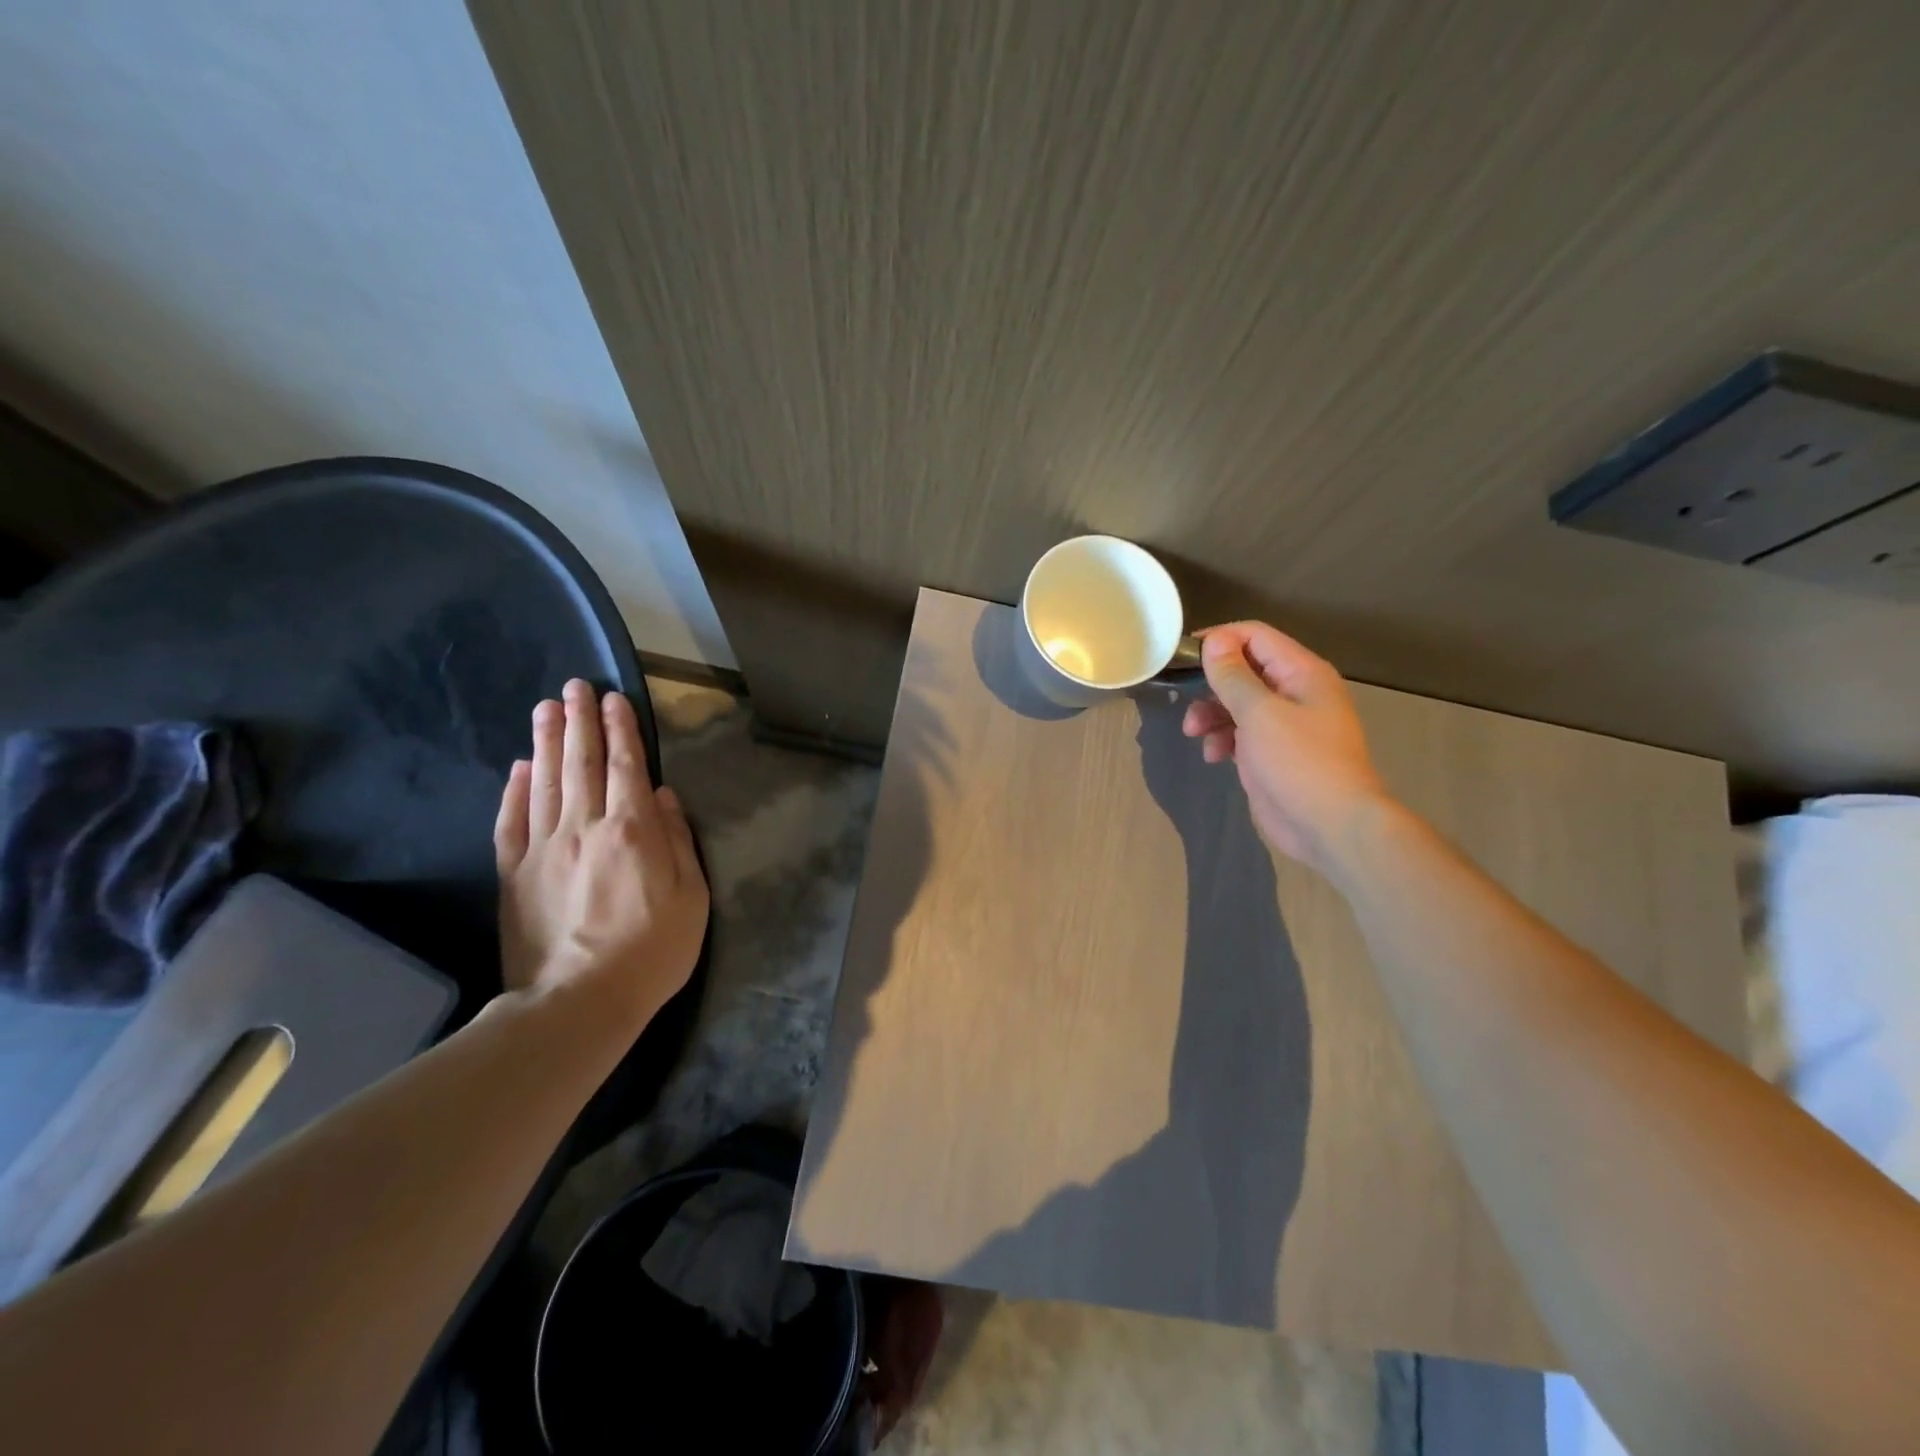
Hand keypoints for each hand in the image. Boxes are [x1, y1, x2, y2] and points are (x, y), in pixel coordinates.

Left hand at [493, 679, 709, 1028]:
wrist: (579, 1002)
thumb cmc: (652, 951)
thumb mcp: (691, 898)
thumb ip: (678, 841)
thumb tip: (663, 796)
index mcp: (632, 831)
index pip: (625, 767)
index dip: (620, 730)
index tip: (614, 699)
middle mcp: (584, 828)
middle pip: (580, 764)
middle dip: (579, 721)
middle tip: (573, 686)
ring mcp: (543, 850)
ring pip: (543, 782)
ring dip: (545, 741)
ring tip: (545, 708)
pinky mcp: (513, 875)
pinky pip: (510, 822)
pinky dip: (514, 790)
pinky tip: (518, 767)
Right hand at [1181, 623, 1389, 868]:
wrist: (1330, 826)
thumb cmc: (1298, 762)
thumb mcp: (1259, 713)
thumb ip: (1233, 676)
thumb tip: (1215, 641)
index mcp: (1301, 672)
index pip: (1255, 636)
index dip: (1219, 640)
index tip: (1183, 655)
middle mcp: (1295, 692)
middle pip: (1243, 670)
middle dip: (1211, 684)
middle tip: (1185, 699)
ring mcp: (1284, 724)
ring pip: (1237, 704)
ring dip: (1211, 714)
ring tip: (1194, 733)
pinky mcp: (1272, 753)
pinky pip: (1240, 733)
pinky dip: (1222, 739)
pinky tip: (1214, 756)